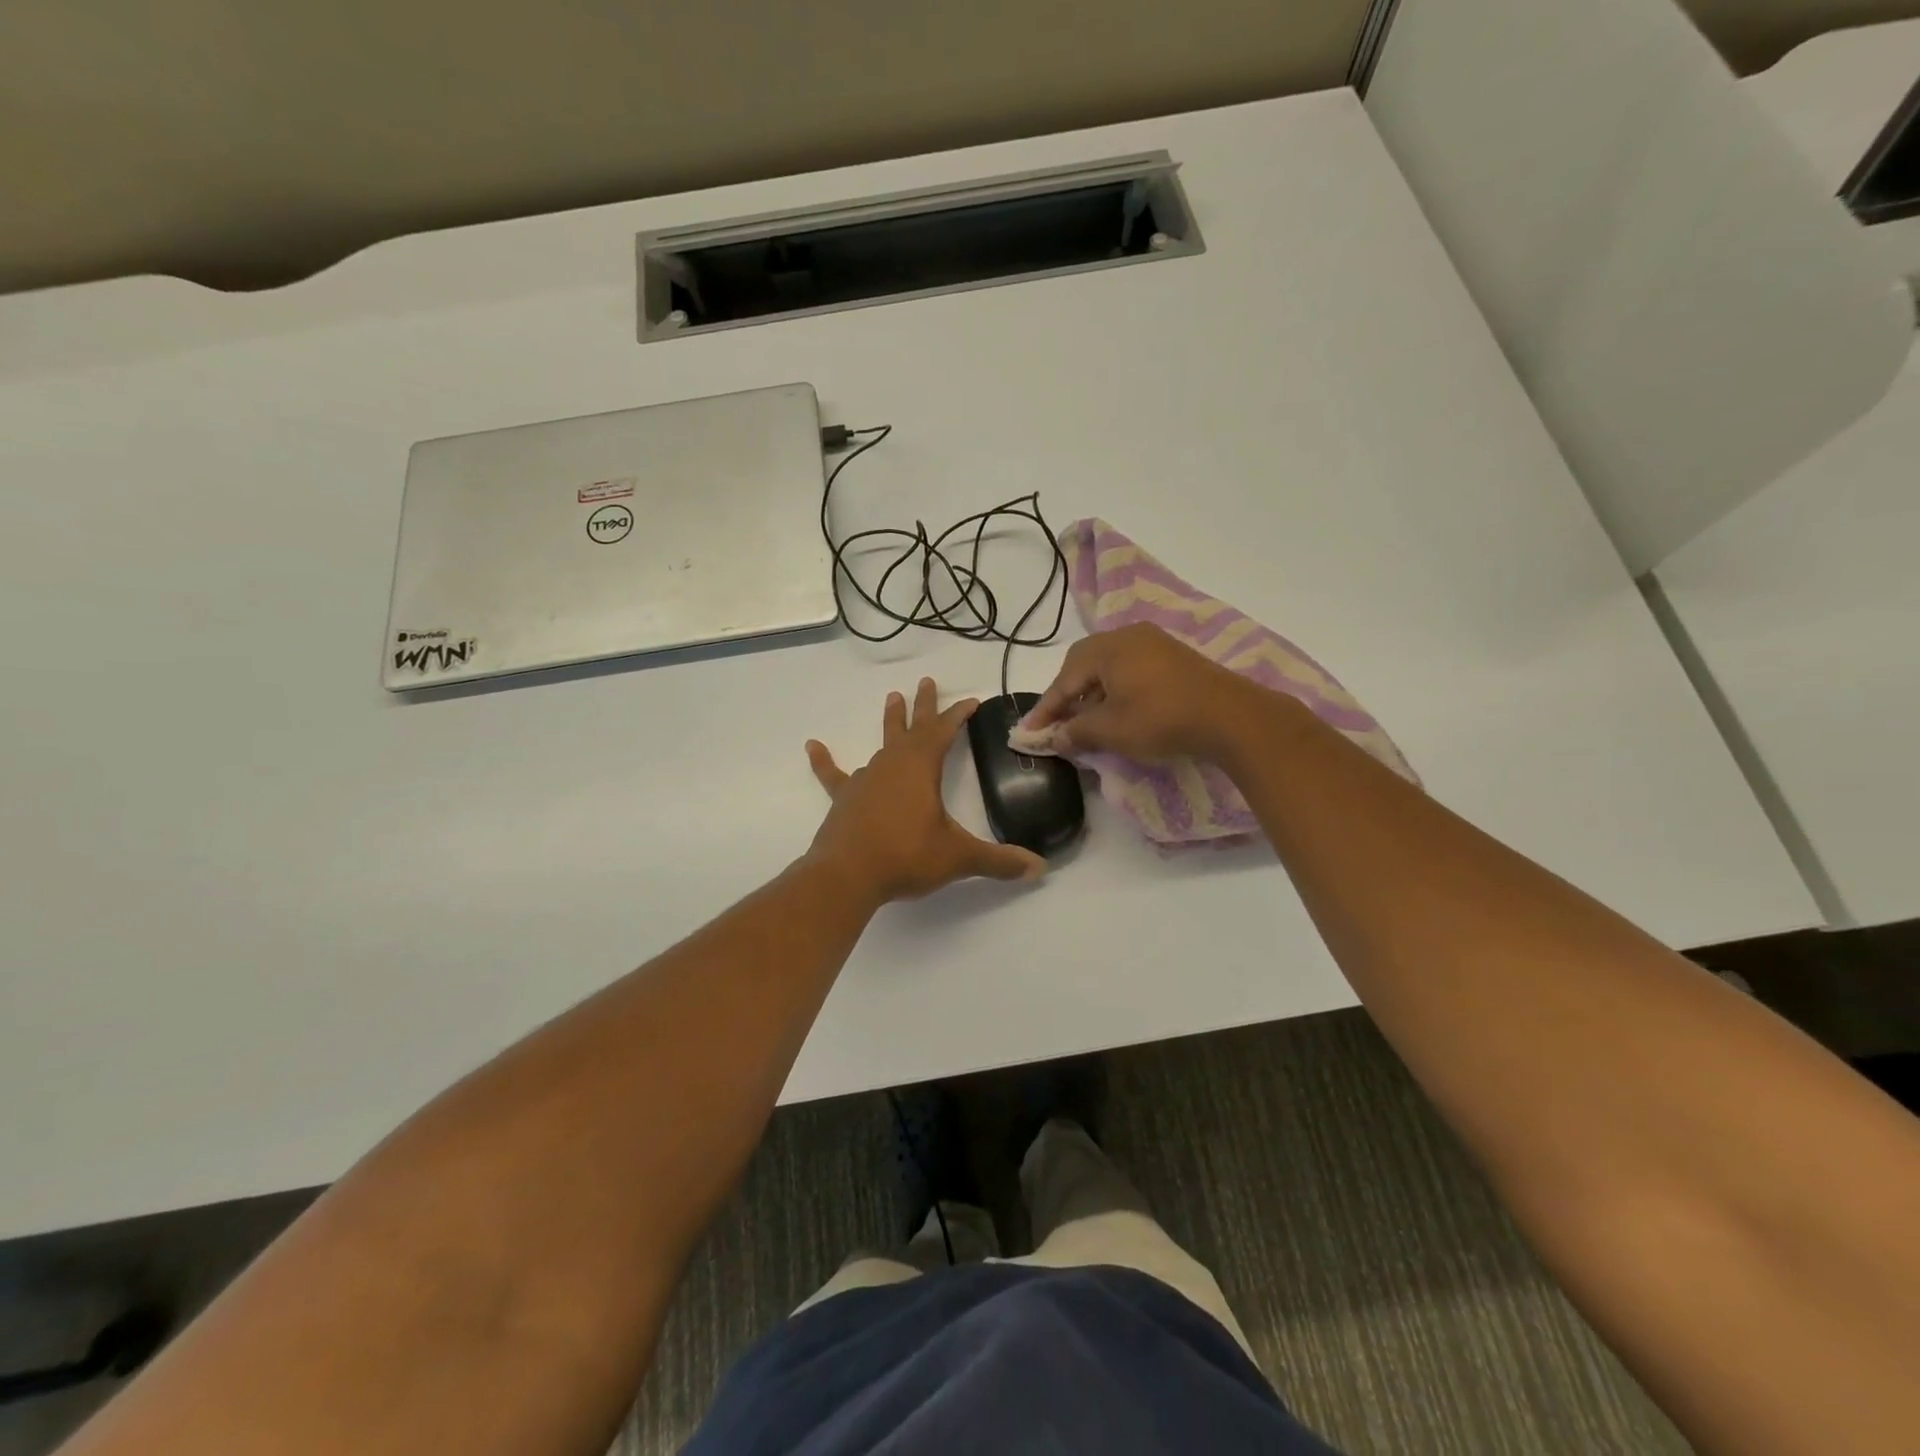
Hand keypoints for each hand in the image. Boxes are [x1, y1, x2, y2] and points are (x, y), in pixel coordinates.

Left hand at [805, 677, 1046, 903]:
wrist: (848, 875)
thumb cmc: (906, 856)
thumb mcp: (958, 857)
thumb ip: (999, 861)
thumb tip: (1040, 869)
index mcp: (921, 768)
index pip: (944, 732)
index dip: (958, 715)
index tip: (970, 701)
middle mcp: (892, 765)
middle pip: (912, 728)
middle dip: (923, 705)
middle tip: (925, 681)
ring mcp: (865, 780)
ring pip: (881, 744)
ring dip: (891, 723)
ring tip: (892, 698)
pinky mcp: (844, 799)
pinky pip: (833, 775)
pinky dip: (824, 761)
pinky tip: (812, 746)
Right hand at [1022, 623, 1284, 761]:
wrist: (1231, 717)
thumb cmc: (1161, 719)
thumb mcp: (1112, 730)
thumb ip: (1077, 732)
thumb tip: (1055, 738)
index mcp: (1107, 648)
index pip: (1065, 679)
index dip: (1046, 708)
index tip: (1030, 732)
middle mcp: (1128, 636)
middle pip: (1084, 665)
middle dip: (1067, 695)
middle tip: (1057, 723)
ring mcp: (1154, 643)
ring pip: (1108, 667)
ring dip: (1092, 694)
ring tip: (1085, 721)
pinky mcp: (1174, 657)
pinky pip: (1130, 669)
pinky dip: (1115, 690)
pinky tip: (1117, 711)